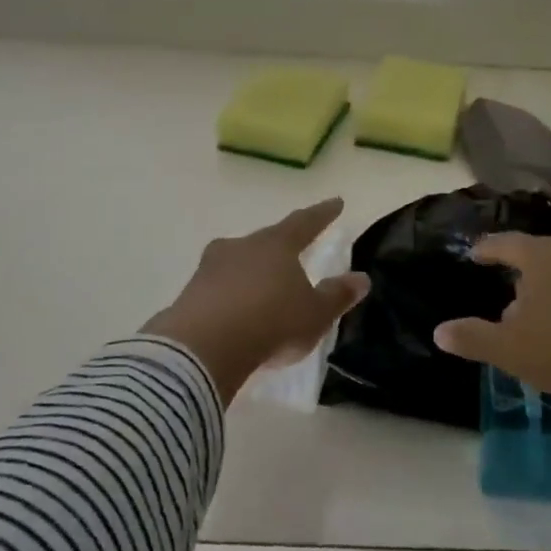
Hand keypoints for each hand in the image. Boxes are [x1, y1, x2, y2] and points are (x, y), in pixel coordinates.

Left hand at [144, 198, 369, 405]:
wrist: (203, 348)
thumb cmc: (271, 322)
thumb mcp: (315, 314)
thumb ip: (337, 295)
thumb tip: (361, 278)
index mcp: (276, 244)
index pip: (304, 223)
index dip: (322, 214)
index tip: (336, 202)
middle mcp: (241, 247)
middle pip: (266, 241)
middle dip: (280, 247)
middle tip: (292, 254)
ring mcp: (210, 269)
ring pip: (238, 263)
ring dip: (251, 273)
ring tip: (262, 289)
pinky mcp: (189, 295)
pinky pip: (218, 290)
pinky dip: (230, 297)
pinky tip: (235, 314)